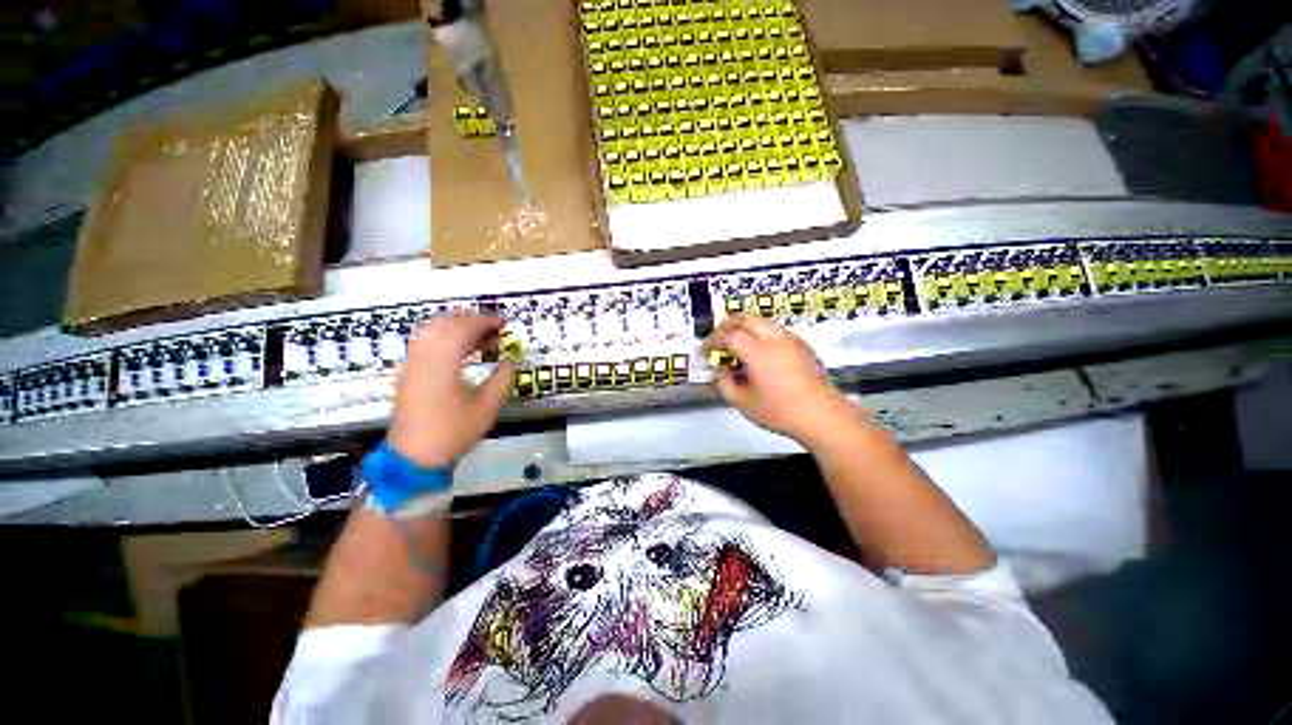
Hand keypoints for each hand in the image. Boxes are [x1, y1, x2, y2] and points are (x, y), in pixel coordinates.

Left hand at [388, 315, 516, 467]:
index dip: (487, 321)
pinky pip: (424, 341)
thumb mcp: (484, 410)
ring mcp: (413, 359)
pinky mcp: (407, 369)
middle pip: (449, 321)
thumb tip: (511, 361)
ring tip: (474, 341)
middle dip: (471, 321)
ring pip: (433, 328)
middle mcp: (426, 350)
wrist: (414, 454)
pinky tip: (453, 354)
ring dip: (455, 327)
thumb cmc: (450, 433)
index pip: (467, 325)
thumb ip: (500, 381)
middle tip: (492, 332)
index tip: (503, 324)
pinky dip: (440, 338)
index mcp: (445, 356)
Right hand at [704, 316, 859, 445]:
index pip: (727, 336)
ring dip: (747, 328)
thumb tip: (721, 371)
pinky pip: (778, 331)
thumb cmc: (782, 411)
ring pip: (763, 322)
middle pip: (745, 319)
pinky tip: (763, 352)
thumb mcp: (743, 403)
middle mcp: (773, 339)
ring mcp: (790, 339)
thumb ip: (725, 384)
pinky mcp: (802, 346)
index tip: (707, 349)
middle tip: (719, 338)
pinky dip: (764, 335)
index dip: (713, 340)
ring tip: (740, 344)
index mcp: (756, 350)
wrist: (819, 413)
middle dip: (728, 326)